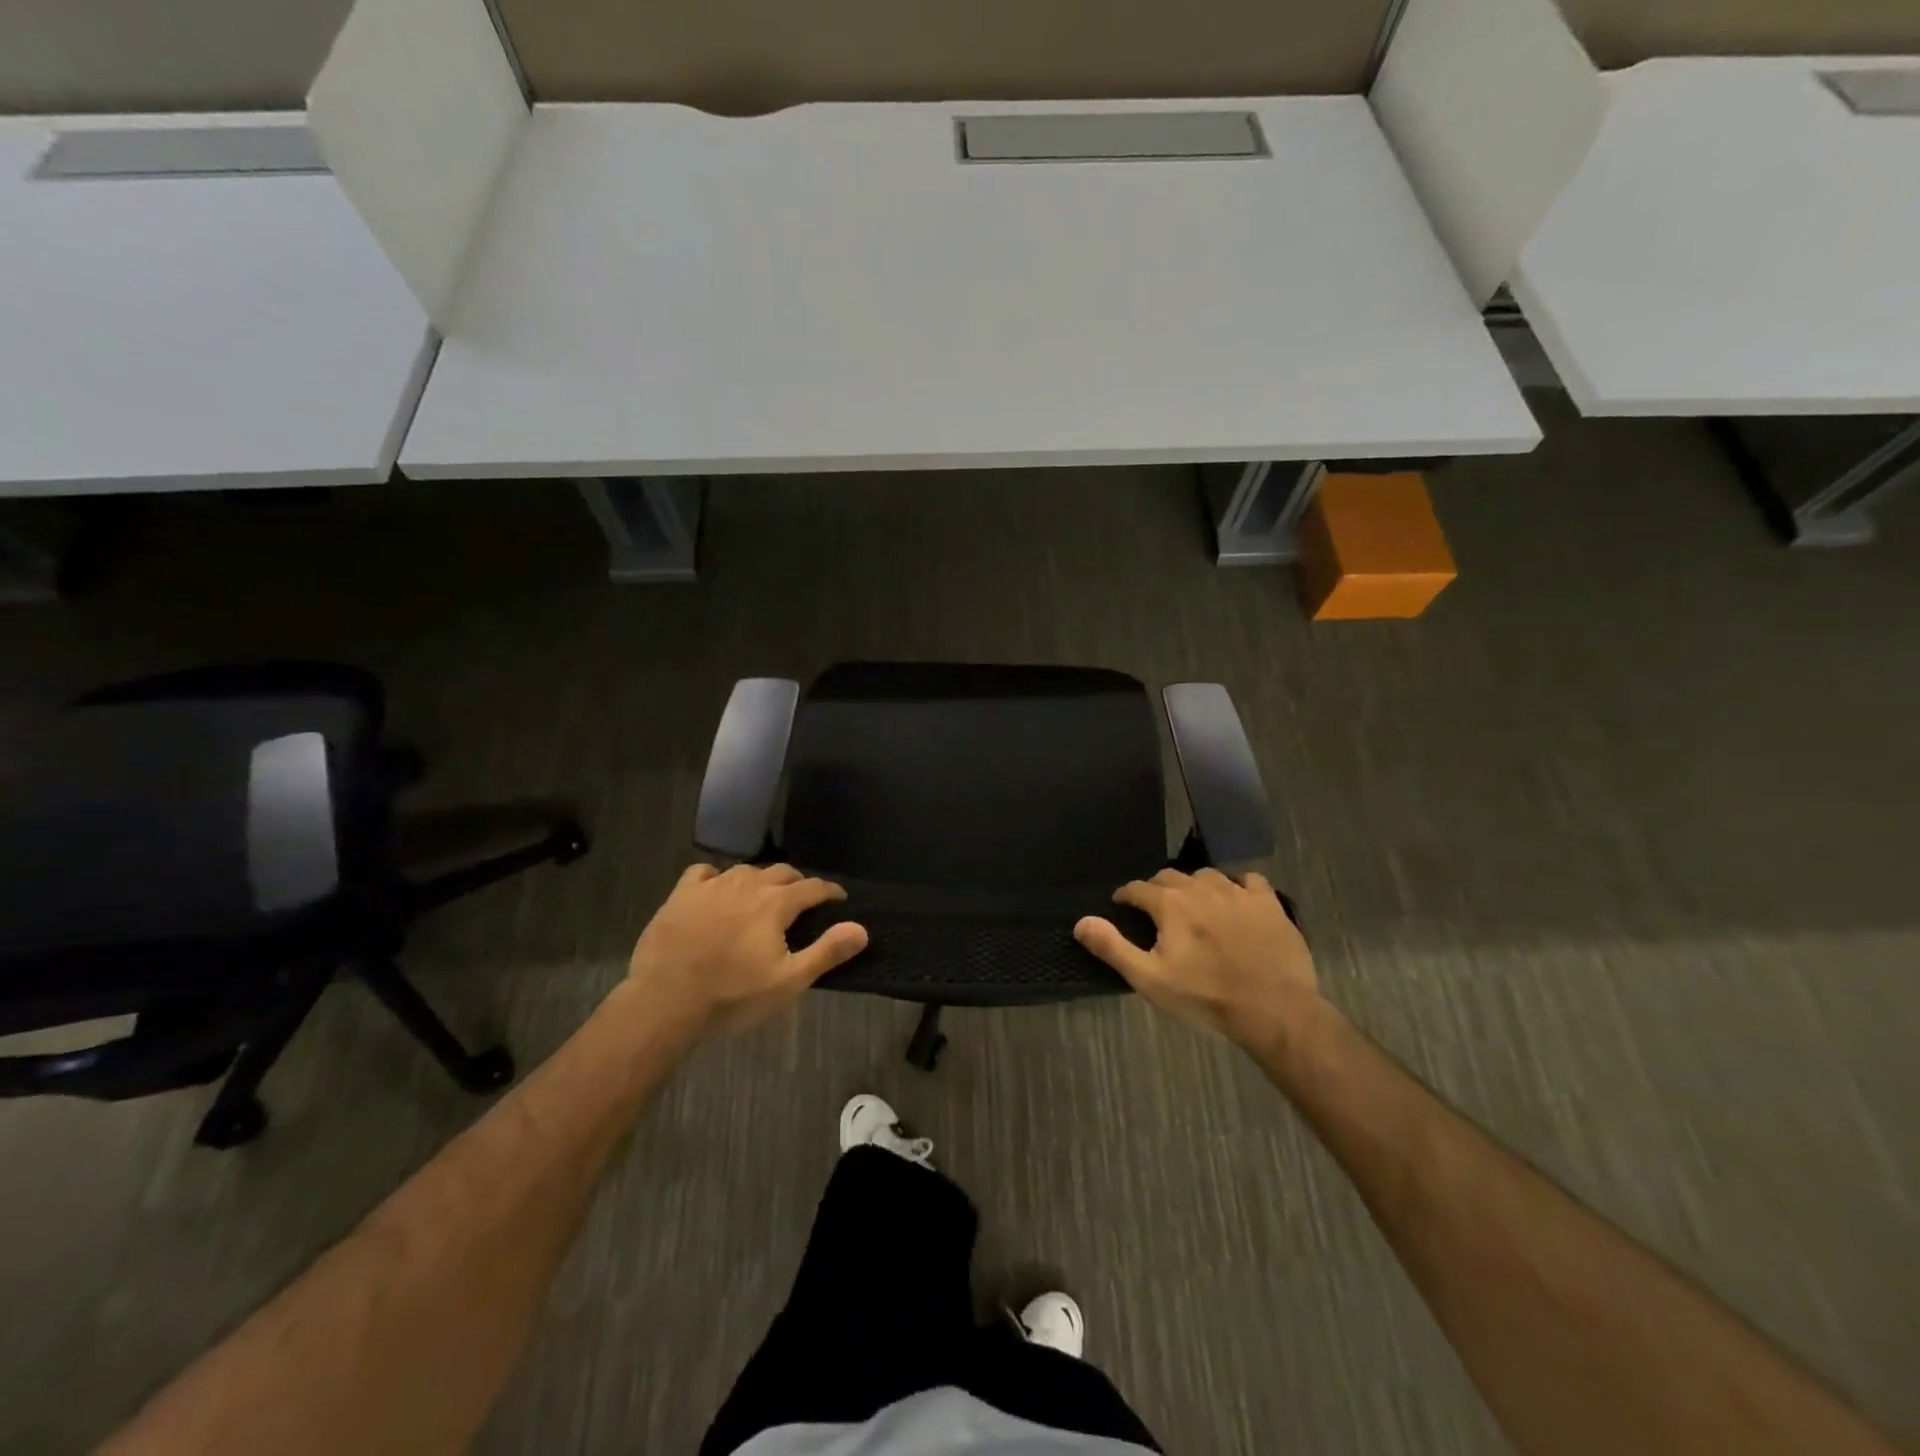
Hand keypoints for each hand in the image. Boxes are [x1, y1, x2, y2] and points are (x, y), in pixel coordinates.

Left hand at [625, 863, 868, 1037]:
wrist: (664, 1002)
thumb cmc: (732, 996)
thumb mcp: (788, 982)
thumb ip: (827, 951)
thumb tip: (862, 928)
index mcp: (775, 903)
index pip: (812, 887)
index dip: (829, 891)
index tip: (839, 898)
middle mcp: (747, 884)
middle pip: (781, 872)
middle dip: (798, 883)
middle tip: (803, 900)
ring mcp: (711, 886)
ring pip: (745, 870)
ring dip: (761, 880)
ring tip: (763, 896)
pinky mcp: (681, 894)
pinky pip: (705, 872)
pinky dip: (717, 878)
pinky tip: (717, 891)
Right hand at [1074, 868, 1322, 1051]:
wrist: (1274, 1009)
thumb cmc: (1205, 996)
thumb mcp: (1150, 979)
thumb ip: (1113, 947)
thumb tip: (1081, 922)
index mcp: (1170, 903)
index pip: (1137, 888)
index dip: (1126, 897)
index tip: (1122, 907)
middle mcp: (1201, 887)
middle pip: (1170, 876)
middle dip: (1157, 889)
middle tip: (1157, 911)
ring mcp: (1238, 892)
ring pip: (1207, 875)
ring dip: (1195, 886)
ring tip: (1195, 905)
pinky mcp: (1268, 902)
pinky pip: (1248, 880)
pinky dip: (1238, 886)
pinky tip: (1237, 902)